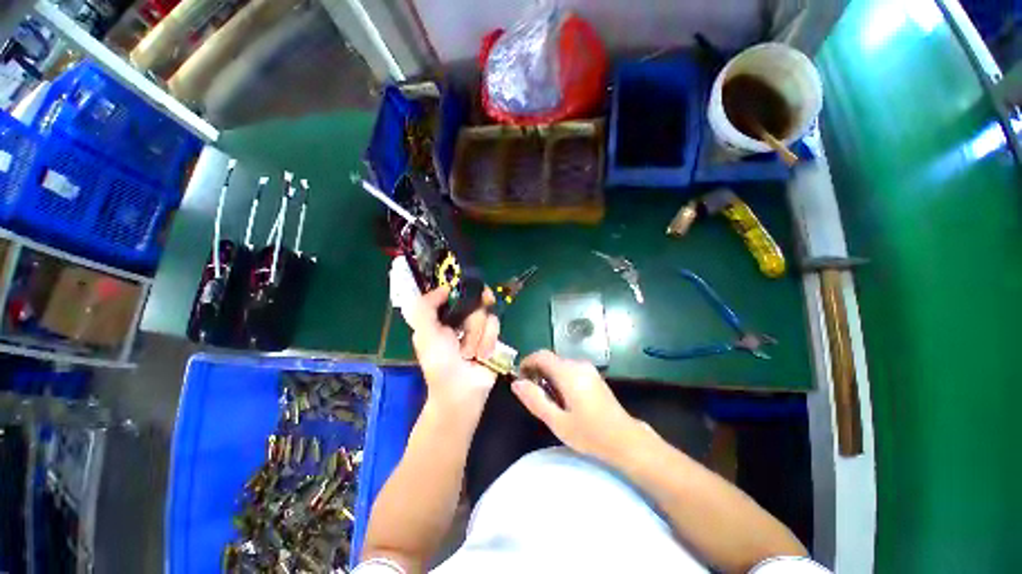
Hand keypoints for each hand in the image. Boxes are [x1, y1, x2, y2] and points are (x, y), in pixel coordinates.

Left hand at [402, 285, 499, 411]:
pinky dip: (488, 342)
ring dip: (477, 337)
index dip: (464, 289)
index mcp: (444, 316)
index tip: (470, 290)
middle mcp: (463, 318)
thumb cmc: (439, 363)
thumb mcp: (424, 334)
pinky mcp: (493, 337)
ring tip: (470, 354)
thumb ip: (426, 307)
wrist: (461, 391)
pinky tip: (481, 356)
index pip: (457, 292)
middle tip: (464, 336)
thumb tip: (445, 287)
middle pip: (477, 301)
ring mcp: (480, 327)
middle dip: (471, 322)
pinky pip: (496, 328)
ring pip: (487, 315)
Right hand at [511, 350, 643, 463]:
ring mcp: (588, 369)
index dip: (527, 362)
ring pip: (560, 365)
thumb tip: (516, 383)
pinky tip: (564, 399)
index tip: (520, 378)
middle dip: (537, 371)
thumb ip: (535, 400)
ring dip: (549, 376)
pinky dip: (560, 378)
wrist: (625, 439)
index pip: (541, 355)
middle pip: (550, 359)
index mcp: (568, 372)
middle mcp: (578, 365)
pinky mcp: (594, 375)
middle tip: (533, 394)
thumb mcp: (557, 421)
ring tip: (548, 400)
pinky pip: (570, 369)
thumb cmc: (589, 433)